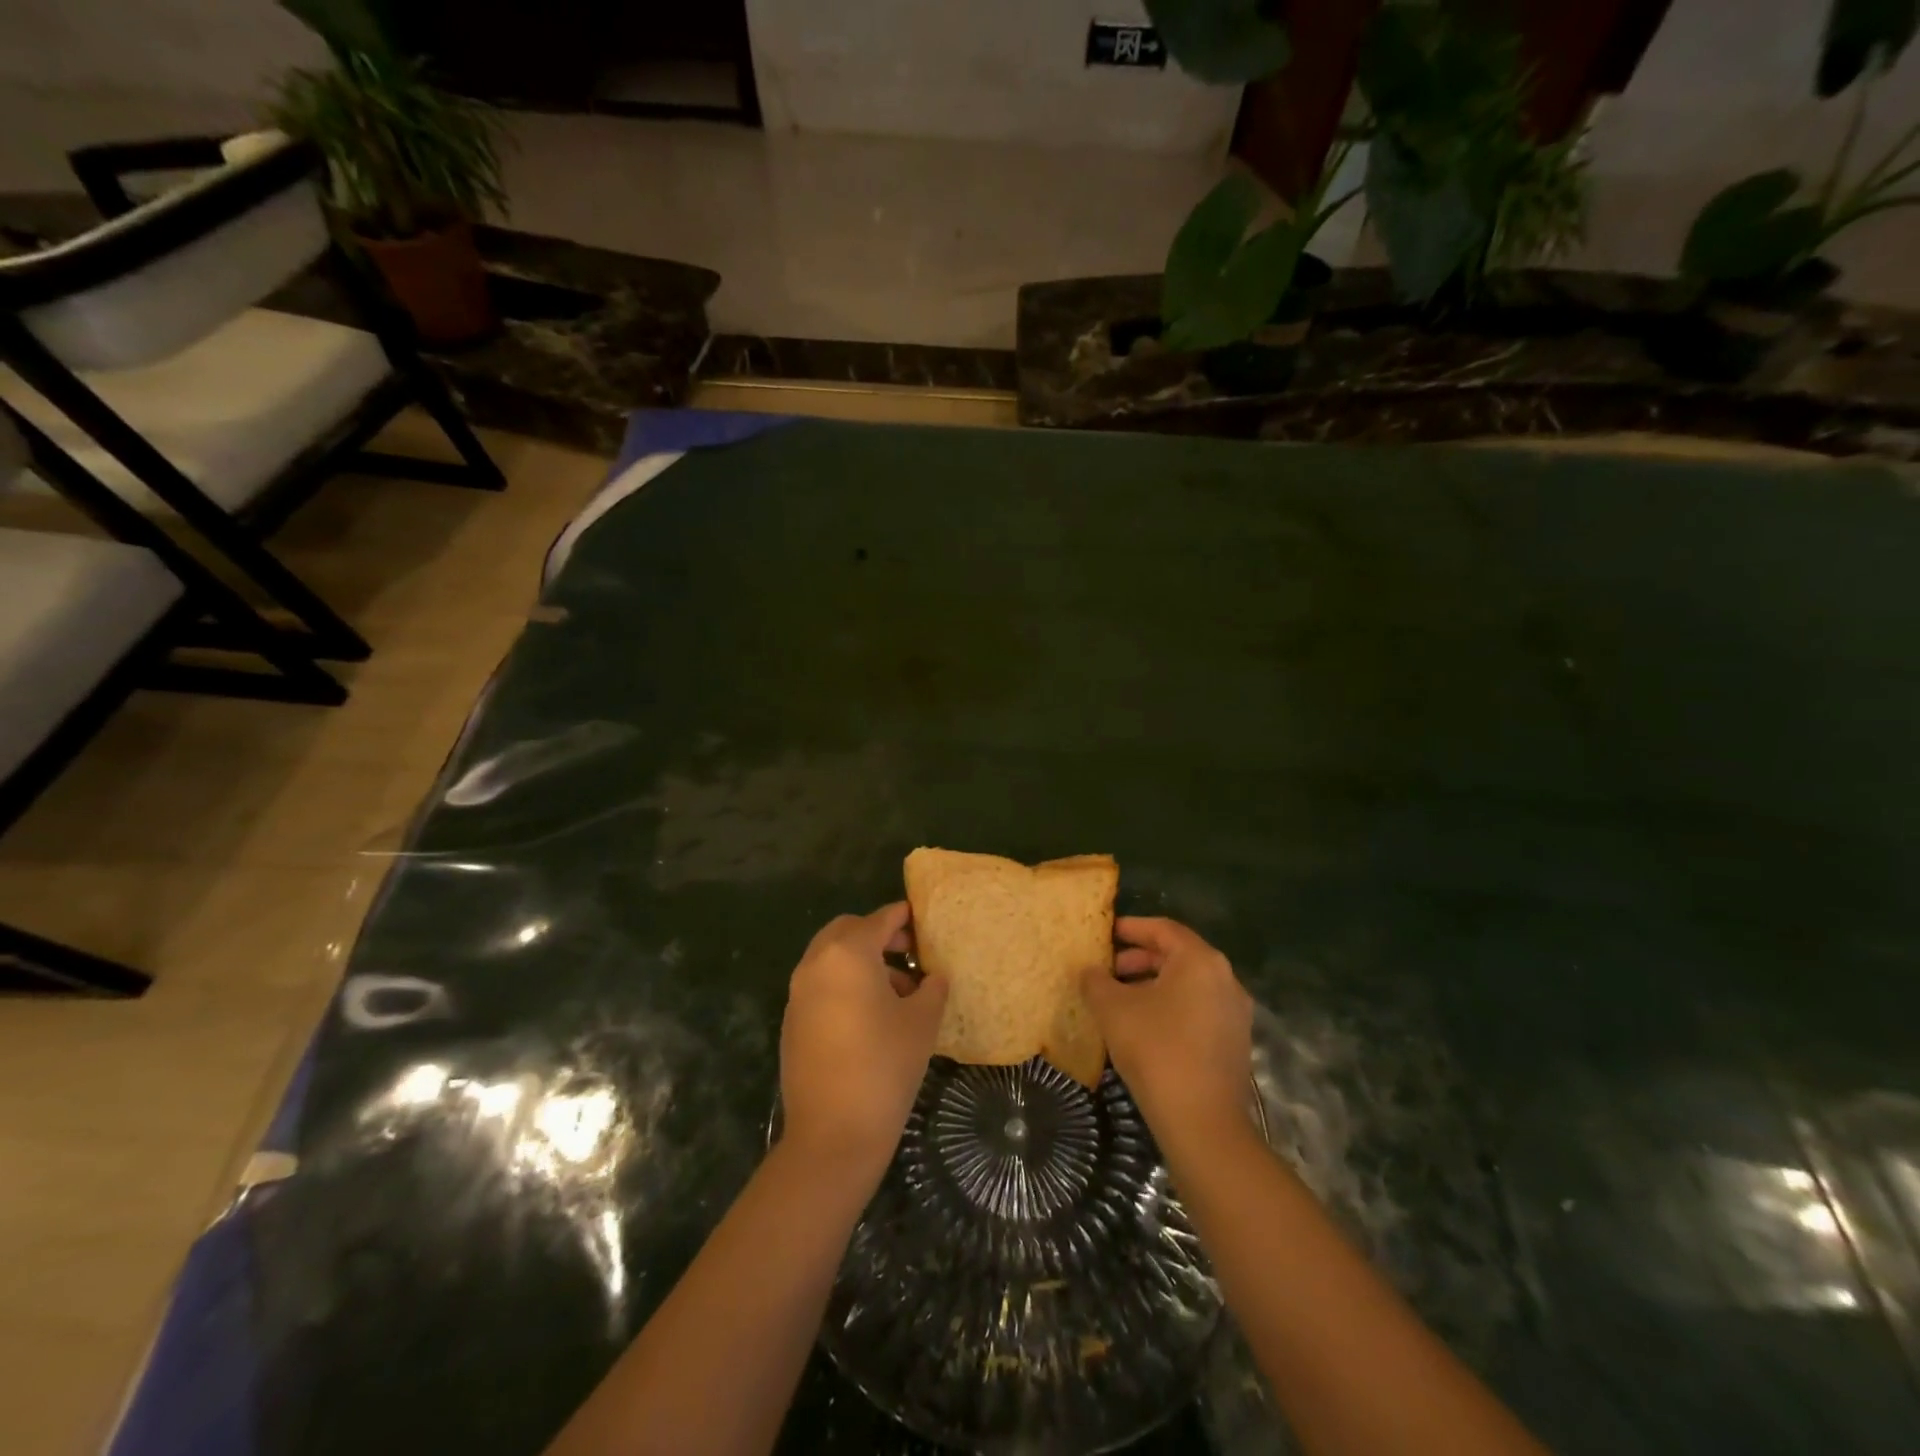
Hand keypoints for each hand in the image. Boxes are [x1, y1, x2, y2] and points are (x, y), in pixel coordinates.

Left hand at [779, 903, 948, 1179]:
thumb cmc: (884, 1067)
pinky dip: (844, 983)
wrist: (832, 1134)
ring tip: (898, 990)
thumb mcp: (922, 1023)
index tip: (921, 919)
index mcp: (848, 954)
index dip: (903, 917)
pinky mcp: (792, 1021)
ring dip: (861, 960)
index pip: (879, 920)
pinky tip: (870, 1016)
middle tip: (909, 952)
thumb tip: (933, 977)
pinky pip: (820, 985)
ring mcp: (798, 994)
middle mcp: (816, 964)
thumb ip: (932, 989)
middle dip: (878, 934)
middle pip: (848, 931)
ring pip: (831, 957)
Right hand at [1083, 917, 1251, 1142]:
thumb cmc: (1156, 1050)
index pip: (1163, 929)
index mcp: (1200, 961)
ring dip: (1153, 984)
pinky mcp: (1234, 1041)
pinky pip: (1197, 1008)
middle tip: (1107, 969)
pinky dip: (1170, 1006)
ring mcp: (1234, 1012)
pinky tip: (1143, 1026)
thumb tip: (1090, 970)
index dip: (1131, 928)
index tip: (1105, 933)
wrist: (1203, 1122)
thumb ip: (1096, 981)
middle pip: (1177, 955)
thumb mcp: (1113, 1009)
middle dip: (1139, 959)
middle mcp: (1225, 978)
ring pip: (1188, 984)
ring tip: (1119, 999)